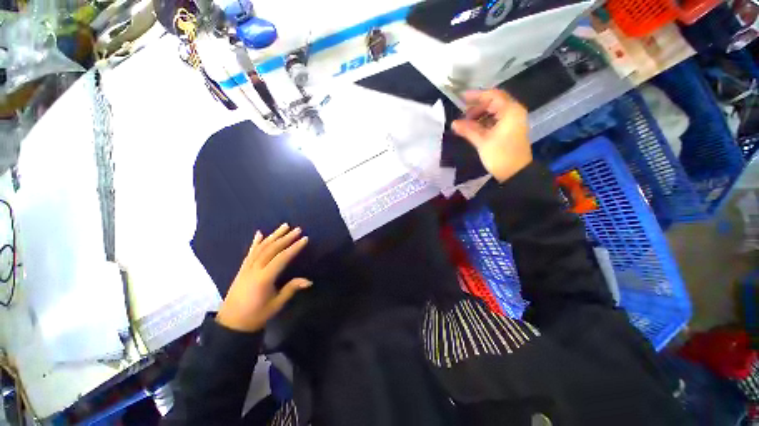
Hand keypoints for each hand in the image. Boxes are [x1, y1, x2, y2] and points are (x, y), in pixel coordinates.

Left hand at [216, 224, 310, 332]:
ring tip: (284, 226)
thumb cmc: (256, 315)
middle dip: (286, 238)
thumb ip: (291, 289)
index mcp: (264, 278)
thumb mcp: (276, 304)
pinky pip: (250, 252)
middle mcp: (254, 269)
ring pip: (261, 247)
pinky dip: (255, 242)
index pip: (282, 258)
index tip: (305, 239)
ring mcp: (246, 268)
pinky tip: (259, 233)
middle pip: (272, 249)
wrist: (231, 323)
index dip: (294, 248)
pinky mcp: (242, 269)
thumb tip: (309, 281)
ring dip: (273, 235)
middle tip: (297, 229)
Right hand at [451, 90, 531, 182]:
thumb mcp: (482, 141)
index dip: (476, 96)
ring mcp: (513, 121)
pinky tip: (474, 129)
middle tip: (463, 115)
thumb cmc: (500, 155)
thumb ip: (468, 130)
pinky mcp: (510, 130)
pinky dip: (485, 122)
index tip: (461, 98)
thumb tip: (454, 123)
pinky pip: (496, 120)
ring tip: (466, 123)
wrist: (515, 173)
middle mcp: (514, 112)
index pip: (492, 95)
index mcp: (510, 111)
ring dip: (480, 115)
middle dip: (477, 107)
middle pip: (494, 102)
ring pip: (495, 112)